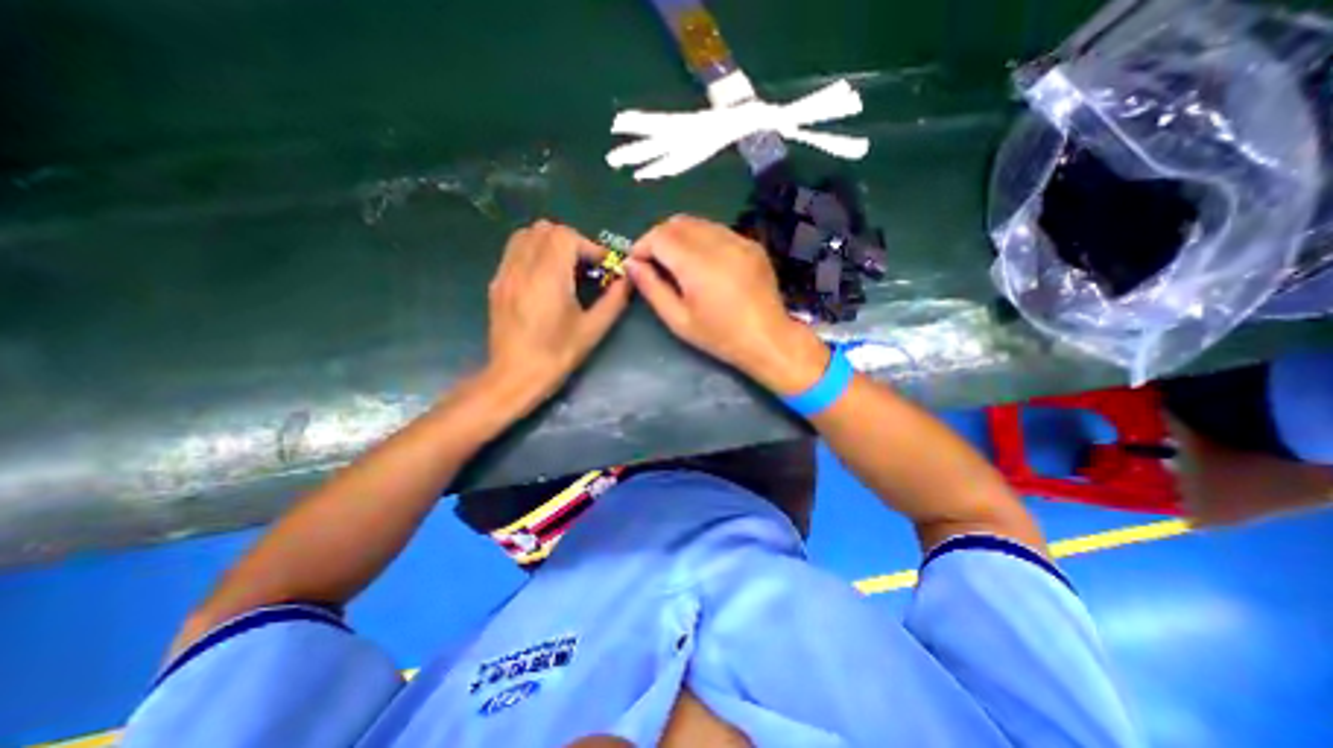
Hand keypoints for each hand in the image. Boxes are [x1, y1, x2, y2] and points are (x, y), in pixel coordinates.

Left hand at [487, 219, 630, 406]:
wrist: (514, 376)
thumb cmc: (556, 355)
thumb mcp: (592, 330)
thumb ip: (614, 300)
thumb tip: (628, 280)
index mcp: (548, 277)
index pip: (566, 237)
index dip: (590, 246)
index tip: (603, 266)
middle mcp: (523, 267)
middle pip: (545, 229)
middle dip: (572, 241)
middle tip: (586, 266)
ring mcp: (506, 273)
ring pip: (526, 235)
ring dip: (551, 242)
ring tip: (566, 267)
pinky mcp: (497, 283)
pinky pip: (515, 251)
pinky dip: (534, 252)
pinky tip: (545, 278)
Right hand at [623, 212, 825, 392]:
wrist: (769, 338)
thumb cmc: (720, 336)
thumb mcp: (679, 320)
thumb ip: (652, 288)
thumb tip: (632, 264)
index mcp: (697, 264)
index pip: (659, 236)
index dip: (642, 245)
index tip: (636, 262)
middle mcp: (718, 243)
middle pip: (677, 223)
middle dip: (658, 237)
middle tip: (654, 262)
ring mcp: (739, 240)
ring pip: (698, 222)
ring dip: (680, 236)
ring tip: (677, 261)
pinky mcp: (751, 244)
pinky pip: (718, 230)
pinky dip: (702, 238)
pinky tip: (703, 262)